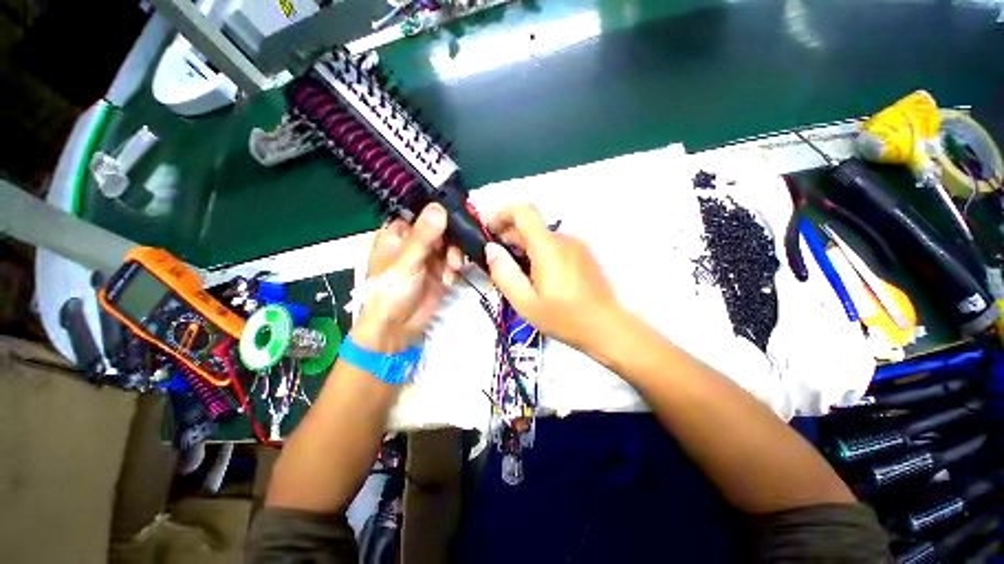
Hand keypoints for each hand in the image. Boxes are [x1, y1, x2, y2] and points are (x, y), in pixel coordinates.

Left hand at [352, 204, 462, 352]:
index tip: (458, 215)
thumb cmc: (391, 291)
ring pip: (450, 245)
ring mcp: (429, 257)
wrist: (396, 327)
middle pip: (441, 228)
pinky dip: (454, 269)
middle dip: (451, 240)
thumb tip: (439, 207)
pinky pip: (453, 262)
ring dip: (454, 256)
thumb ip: (424, 235)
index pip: (422, 212)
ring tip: (453, 268)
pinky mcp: (440, 272)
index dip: (439, 212)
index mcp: (398, 233)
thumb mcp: (407, 261)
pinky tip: (448, 280)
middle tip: (455, 252)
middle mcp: (415, 242)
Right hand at [484, 204, 622, 353]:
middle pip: (529, 227)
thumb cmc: (565, 318)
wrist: (607, 327)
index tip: (488, 230)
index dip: (501, 213)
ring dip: (523, 249)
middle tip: (497, 264)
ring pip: (541, 238)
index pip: (522, 211)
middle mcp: (563, 239)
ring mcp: (576, 246)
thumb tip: (491, 249)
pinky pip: (554, 247)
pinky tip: (536, 278)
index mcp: (548, 246)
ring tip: (517, 276)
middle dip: (508, 239)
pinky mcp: (582, 255)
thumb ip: (504, 273)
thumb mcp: (525, 302)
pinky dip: (538, 254)